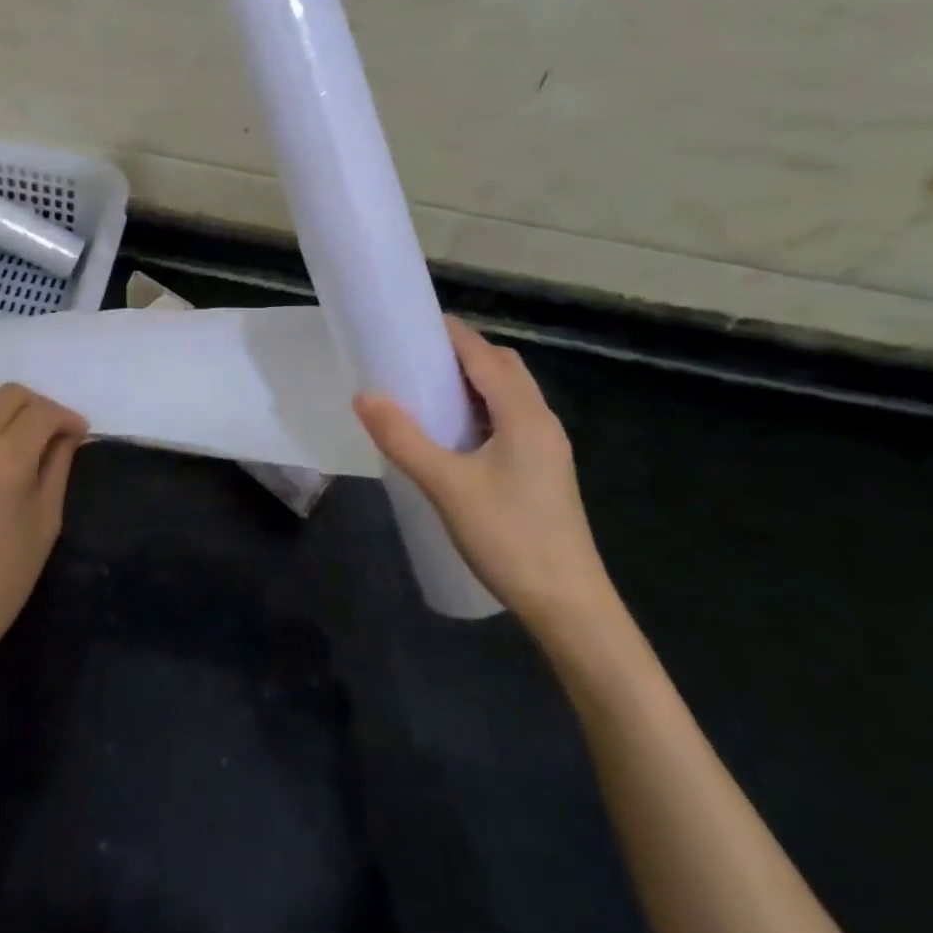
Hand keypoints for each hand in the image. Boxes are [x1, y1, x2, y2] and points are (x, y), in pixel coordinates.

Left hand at [0, 383, 87, 694]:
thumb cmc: (3, 577)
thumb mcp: (46, 522)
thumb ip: (57, 467)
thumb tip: (66, 436)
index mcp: (6, 460)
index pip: (42, 413)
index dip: (66, 418)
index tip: (77, 433)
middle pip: (8, 395)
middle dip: (36, 407)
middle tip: (50, 434)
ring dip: (3, 415)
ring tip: (15, 444)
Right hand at [354, 317, 618, 644]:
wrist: (569, 607)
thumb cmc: (510, 538)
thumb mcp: (446, 486)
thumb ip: (403, 438)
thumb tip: (364, 396)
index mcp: (524, 415)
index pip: (484, 355)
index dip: (449, 334)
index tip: (408, 324)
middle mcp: (541, 421)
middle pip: (502, 367)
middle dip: (461, 353)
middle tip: (413, 358)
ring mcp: (546, 448)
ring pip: (508, 394)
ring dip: (471, 381)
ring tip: (425, 390)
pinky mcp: (541, 471)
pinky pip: (509, 419)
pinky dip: (480, 408)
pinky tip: (451, 434)